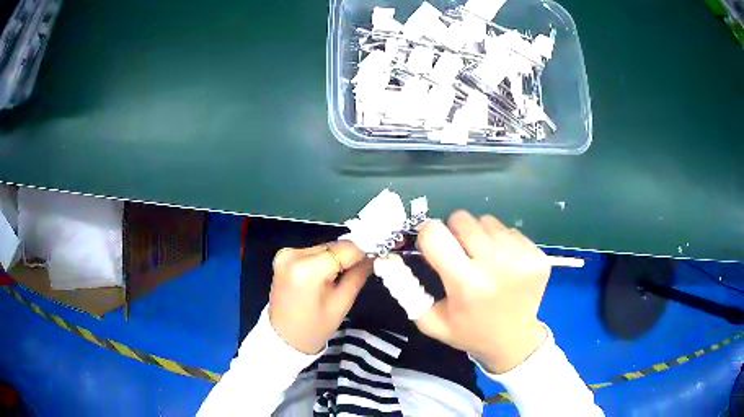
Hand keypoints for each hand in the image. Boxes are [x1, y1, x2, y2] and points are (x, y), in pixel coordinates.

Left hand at [269, 241, 371, 353]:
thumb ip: (359, 274)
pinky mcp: (283, 256)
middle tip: (368, 263)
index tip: (381, 252)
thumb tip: (375, 255)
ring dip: (338, 256)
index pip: (346, 249)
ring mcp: (285, 253)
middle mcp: (293, 254)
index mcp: (307, 269)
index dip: (366, 249)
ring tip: (348, 271)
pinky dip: (325, 259)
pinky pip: (313, 252)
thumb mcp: (342, 303)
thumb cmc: (314, 328)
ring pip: (324, 247)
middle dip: (352, 254)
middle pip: (334, 246)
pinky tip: (330, 272)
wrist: (283, 338)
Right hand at [415, 211, 550, 373]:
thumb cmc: (468, 332)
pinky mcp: (538, 255)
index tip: (432, 247)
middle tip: (459, 254)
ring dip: (479, 236)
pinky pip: (510, 230)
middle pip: (462, 219)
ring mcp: (522, 258)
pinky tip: (504, 264)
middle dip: (453, 232)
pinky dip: (501, 242)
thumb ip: (405, 289)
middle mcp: (496, 266)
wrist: (514, 341)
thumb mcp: (430, 320)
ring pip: (487, 220)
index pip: (434, 234)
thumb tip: (389, 257)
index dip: (427, 236)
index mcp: (467, 284)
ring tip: (482, 260)